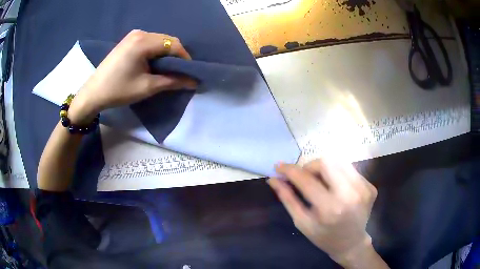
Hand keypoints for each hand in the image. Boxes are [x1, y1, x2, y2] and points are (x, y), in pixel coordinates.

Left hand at [68, 30, 196, 123]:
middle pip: (167, 40)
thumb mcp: (147, 87)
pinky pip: (149, 42)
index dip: (184, 58)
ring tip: (166, 70)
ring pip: (159, 41)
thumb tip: (194, 82)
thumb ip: (172, 81)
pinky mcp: (128, 40)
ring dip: (166, 54)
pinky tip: (153, 64)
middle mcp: (140, 33)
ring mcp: (133, 35)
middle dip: (176, 56)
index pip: (173, 44)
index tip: (189, 73)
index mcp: (143, 42)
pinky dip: (156, 52)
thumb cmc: (119, 90)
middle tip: (178, 73)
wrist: (93, 93)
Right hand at [268, 158, 377, 265]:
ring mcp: (364, 189)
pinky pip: (350, 170)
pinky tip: (335, 187)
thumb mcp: (302, 222)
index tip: (279, 166)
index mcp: (330, 208)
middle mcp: (350, 194)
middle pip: (326, 162)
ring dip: (325, 168)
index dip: (290, 170)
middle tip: (303, 176)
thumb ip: (287, 199)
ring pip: (339, 161)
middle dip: (309, 166)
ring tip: (320, 181)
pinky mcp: (370, 186)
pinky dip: (338, 174)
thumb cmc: (323, 237)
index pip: (307, 179)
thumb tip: (274, 179)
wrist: (351, 243)